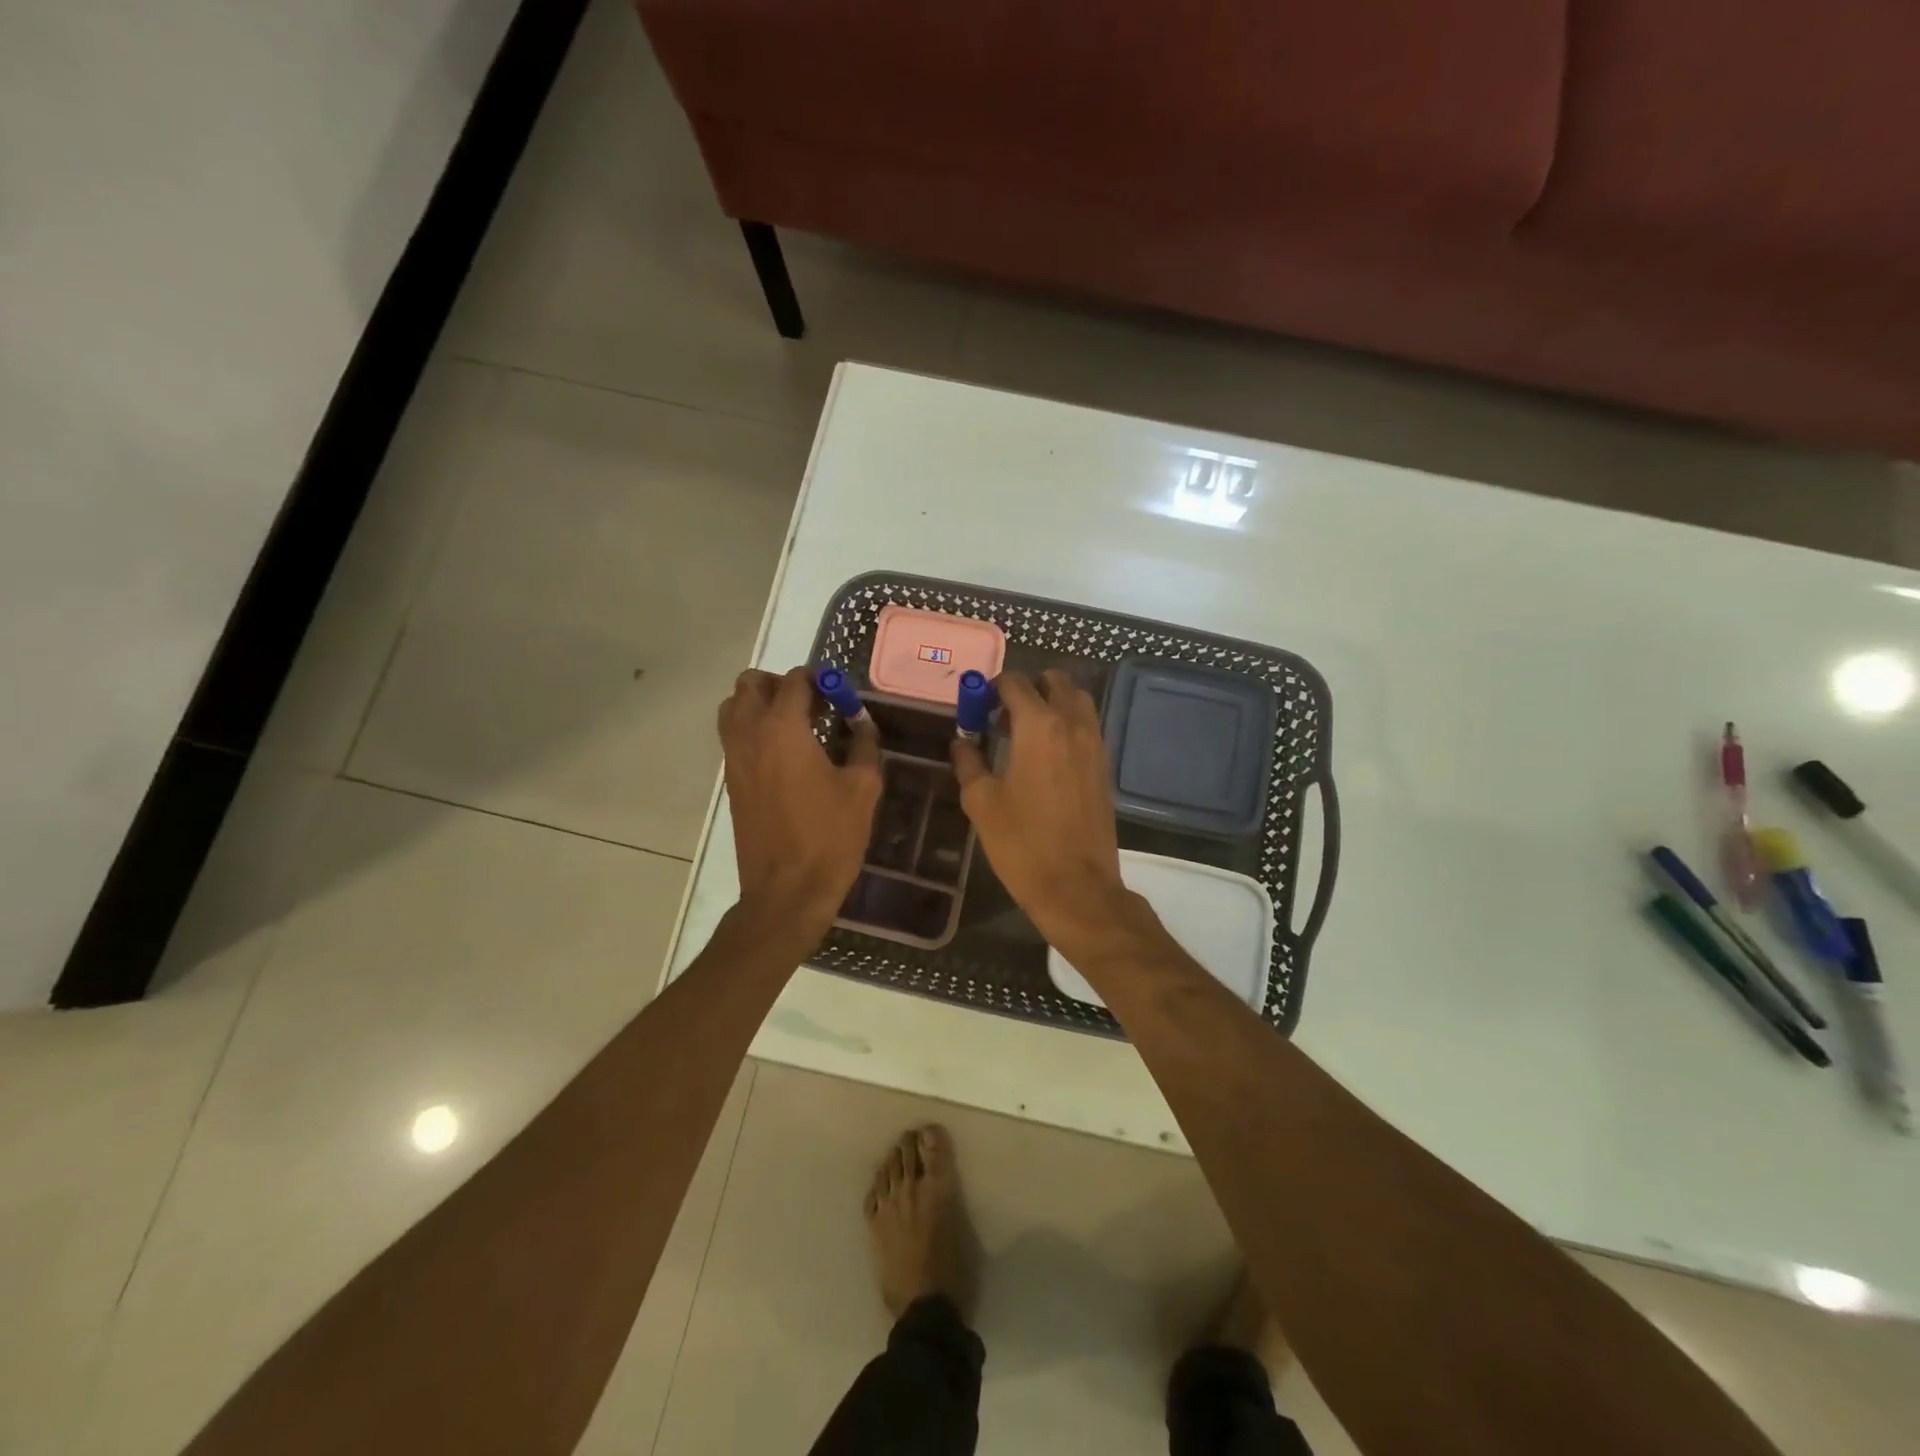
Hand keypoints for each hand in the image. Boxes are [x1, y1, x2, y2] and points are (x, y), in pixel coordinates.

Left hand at [719, 667, 880, 942]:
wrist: (787, 890)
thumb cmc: (830, 836)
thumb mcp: (862, 788)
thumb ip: (864, 745)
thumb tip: (862, 723)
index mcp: (783, 729)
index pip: (794, 681)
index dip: (819, 679)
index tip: (839, 692)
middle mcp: (749, 735)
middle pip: (750, 684)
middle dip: (781, 684)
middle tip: (812, 703)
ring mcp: (734, 759)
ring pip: (734, 708)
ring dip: (760, 704)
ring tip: (795, 725)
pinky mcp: (731, 782)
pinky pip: (734, 737)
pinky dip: (753, 730)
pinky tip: (786, 754)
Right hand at [950, 670, 1130, 951]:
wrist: (1077, 886)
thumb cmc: (1022, 843)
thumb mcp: (981, 802)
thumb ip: (969, 762)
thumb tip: (961, 742)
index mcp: (1038, 725)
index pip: (1014, 683)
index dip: (991, 688)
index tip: (977, 707)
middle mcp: (1072, 724)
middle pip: (1053, 682)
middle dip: (1027, 689)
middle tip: (1002, 717)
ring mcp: (1095, 743)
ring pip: (1076, 700)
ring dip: (1052, 703)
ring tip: (1026, 733)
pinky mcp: (1105, 765)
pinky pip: (1087, 726)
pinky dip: (1068, 725)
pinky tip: (1047, 756)